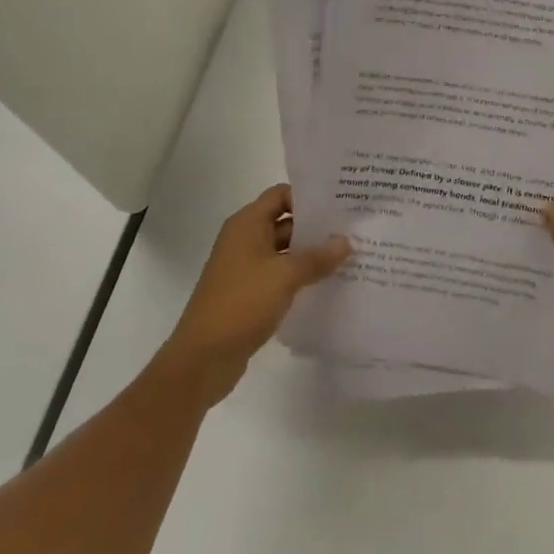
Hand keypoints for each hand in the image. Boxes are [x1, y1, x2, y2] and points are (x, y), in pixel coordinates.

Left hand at [155, 184, 349, 406]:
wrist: (202, 359)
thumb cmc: (242, 303)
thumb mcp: (285, 276)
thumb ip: (317, 257)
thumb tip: (346, 241)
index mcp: (247, 224)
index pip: (280, 194)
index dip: (308, 196)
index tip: (339, 203)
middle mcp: (244, 240)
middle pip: (284, 222)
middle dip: (315, 227)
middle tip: (351, 229)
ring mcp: (245, 268)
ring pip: (284, 251)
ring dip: (310, 254)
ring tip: (346, 257)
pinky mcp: (248, 293)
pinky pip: (278, 275)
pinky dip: (299, 276)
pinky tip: (326, 283)